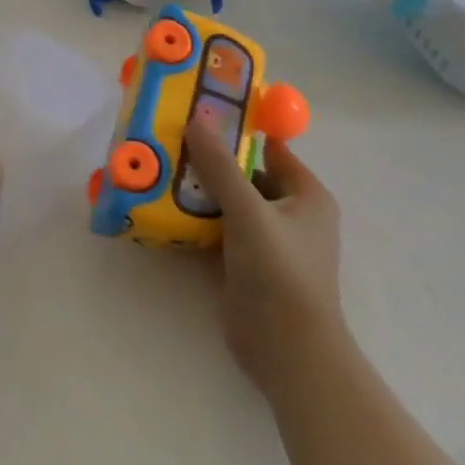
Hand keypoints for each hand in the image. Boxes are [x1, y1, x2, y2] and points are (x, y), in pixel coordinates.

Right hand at [183, 124, 343, 387]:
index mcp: (306, 195)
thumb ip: (220, 167)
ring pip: (227, 201)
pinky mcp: (243, 262)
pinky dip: (194, 217)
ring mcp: (265, 239)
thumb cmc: (280, 273)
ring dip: (197, 188)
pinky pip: (216, 228)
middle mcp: (289, 212)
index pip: (270, 149)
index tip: (198, 112)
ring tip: (157, 167)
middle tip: (168, 138)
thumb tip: (195, 120)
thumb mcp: (249, 212)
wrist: (286, 352)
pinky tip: (161, 206)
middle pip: (244, 174)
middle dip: (209, 158)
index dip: (238, 129)